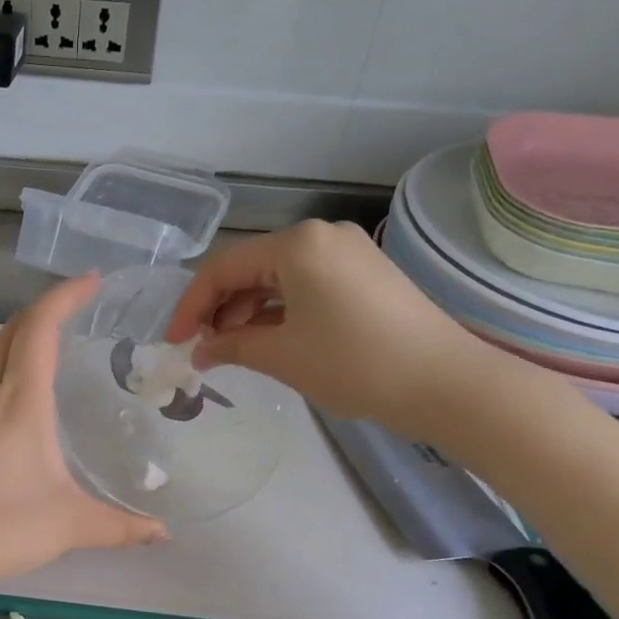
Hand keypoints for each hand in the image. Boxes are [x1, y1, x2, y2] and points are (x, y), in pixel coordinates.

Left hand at [0, 276, 165, 592]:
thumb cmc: (1, 527)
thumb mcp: (70, 525)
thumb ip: (120, 526)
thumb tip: (163, 534)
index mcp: (21, 401)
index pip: (41, 327)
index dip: (65, 296)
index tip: (91, 281)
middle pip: (12, 330)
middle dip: (44, 311)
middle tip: (72, 310)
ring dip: (13, 336)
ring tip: (38, 344)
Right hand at [165, 219, 499, 436]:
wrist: (445, 383)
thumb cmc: (355, 364)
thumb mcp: (282, 356)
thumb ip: (231, 346)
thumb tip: (199, 351)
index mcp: (296, 245)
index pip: (223, 269)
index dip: (190, 306)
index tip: (173, 342)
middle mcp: (320, 236)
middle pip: (249, 268)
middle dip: (219, 308)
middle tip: (201, 348)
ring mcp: (347, 251)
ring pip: (277, 277)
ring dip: (247, 311)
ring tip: (231, 349)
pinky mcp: (364, 272)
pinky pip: (304, 284)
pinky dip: (279, 310)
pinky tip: (267, 339)